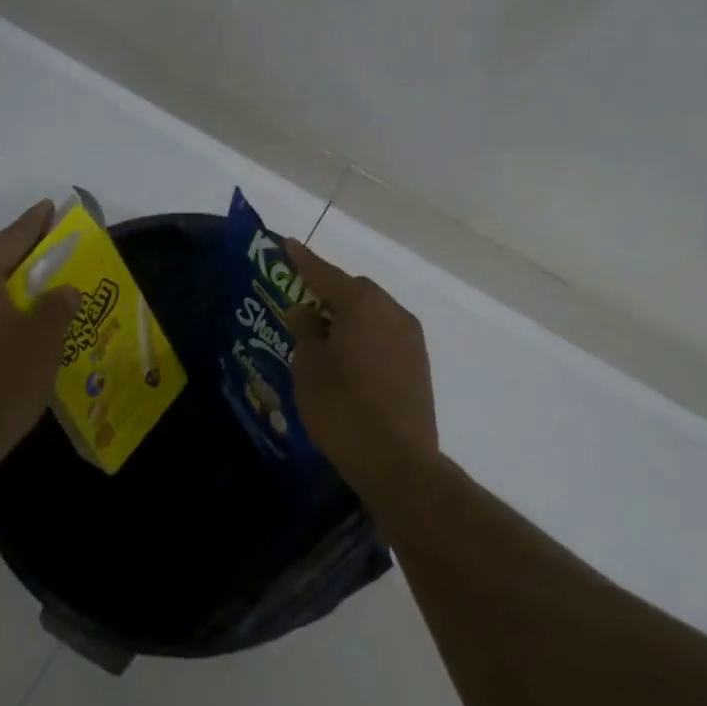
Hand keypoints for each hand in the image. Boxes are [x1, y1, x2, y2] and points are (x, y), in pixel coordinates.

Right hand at [281, 239, 438, 464]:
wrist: (397, 461)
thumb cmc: (342, 407)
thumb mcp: (310, 365)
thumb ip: (306, 329)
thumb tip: (307, 310)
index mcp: (364, 305)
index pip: (326, 274)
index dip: (304, 261)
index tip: (287, 244)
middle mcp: (394, 313)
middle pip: (356, 292)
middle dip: (329, 294)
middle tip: (303, 309)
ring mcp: (411, 339)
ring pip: (373, 314)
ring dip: (349, 318)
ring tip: (323, 339)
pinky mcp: (419, 365)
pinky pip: (385, 336)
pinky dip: (365, 337)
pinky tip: (348, 361)